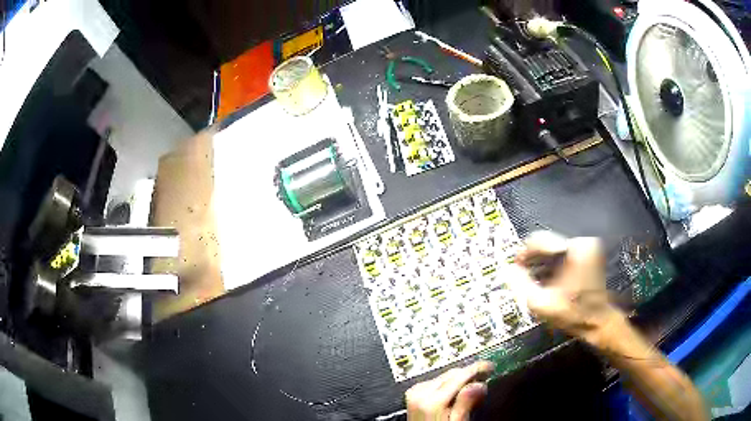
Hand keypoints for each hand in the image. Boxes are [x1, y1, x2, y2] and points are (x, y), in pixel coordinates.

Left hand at [406, 361, 493, 420]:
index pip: (460, 376)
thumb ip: (465, 405)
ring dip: (459, 380)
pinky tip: (455, 393)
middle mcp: (420, 392)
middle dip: (469, 375)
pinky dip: (448, 384)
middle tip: (485, 380)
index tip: (491, 366)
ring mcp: (414, 391)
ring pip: (445, 376)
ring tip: (471, 389)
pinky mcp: (413, 393)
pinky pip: (436, 382)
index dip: (478, 368)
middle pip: (452, 374)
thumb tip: (479, 385)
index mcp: (431, 400)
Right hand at [512, 231, 617, 340]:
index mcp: (574, 250)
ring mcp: (588, 246)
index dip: (524, 253)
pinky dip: (554, 263)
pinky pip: (565, 252)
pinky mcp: (590, 252)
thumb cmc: (571, 313)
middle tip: (522, 274)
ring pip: (556, 247)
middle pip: (549, 242)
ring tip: (534, 278)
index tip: (515, 266)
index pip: (540, 240)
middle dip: (534, 259)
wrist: (597, 321)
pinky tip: (548, 278)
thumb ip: (521, 284)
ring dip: (543, 261)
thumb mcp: (541, 303)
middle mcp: (583, 242)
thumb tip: (508, 269)